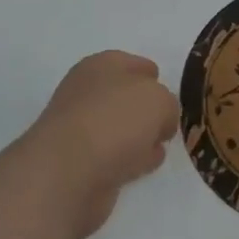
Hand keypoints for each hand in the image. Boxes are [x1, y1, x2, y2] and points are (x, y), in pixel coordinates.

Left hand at [20, 51, 179, 238]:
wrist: (67, 175)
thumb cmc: (115, 121)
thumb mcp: (160, 101)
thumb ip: (168, 105)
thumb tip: (160, 122)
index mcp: (102, 65)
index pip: (135, 64)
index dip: (154, 77)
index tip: (171, 94)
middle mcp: (87, 93)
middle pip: (125, 96)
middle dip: (146, 109)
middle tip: (168, 122)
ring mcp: (80, 130)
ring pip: (120, 128)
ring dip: (138, 136)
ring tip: (160, 145)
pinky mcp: (79, 165)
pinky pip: (114, 157)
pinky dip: (128, 160)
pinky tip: (143, 166)